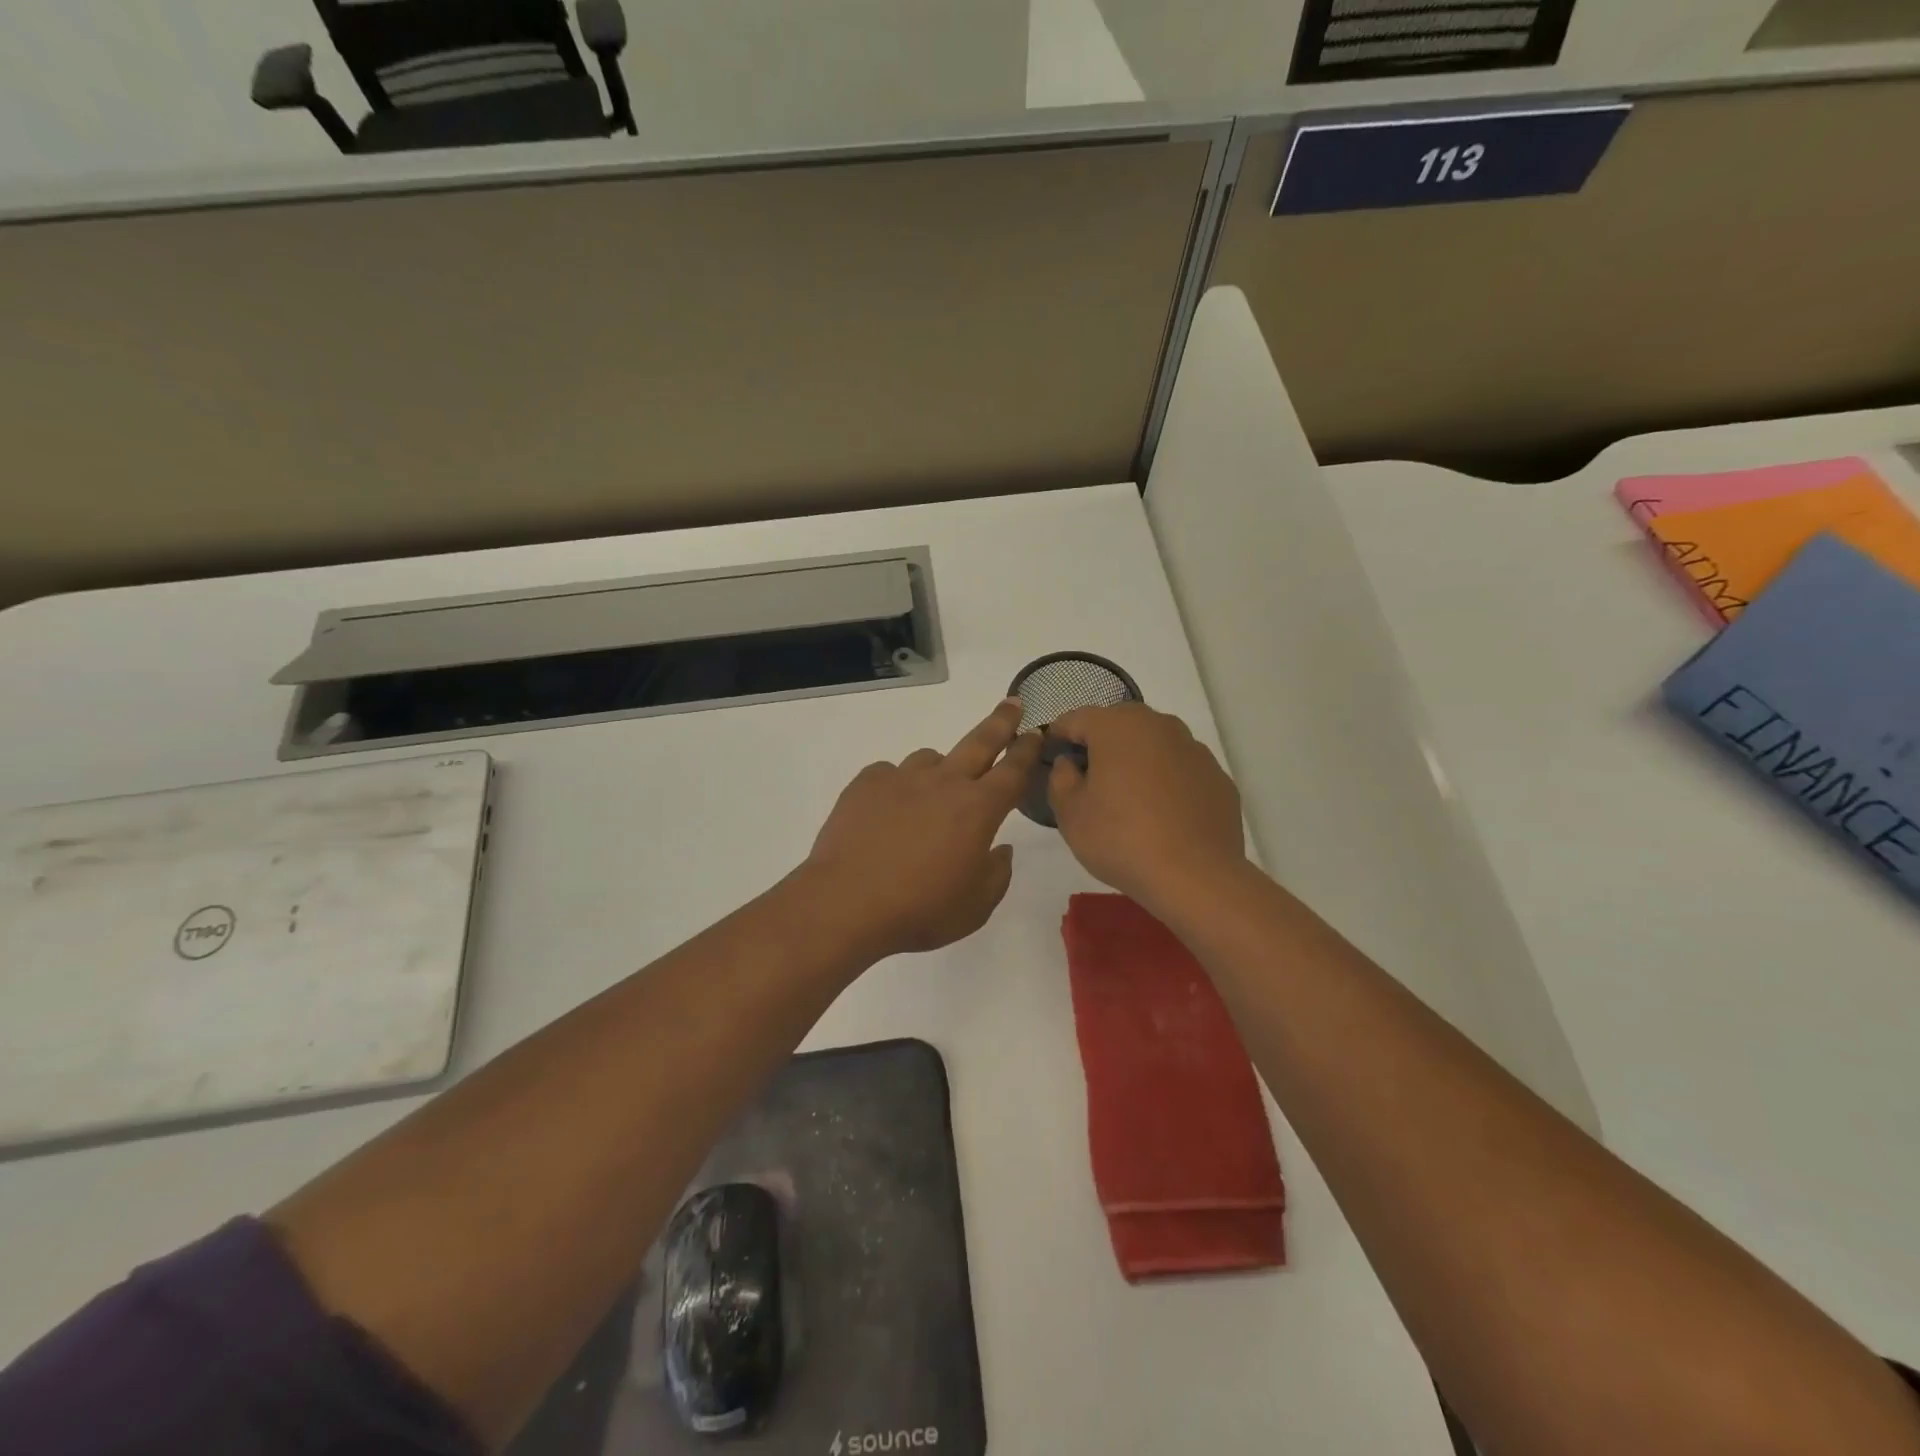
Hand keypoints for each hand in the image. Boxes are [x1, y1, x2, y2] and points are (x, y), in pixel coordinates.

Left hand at [805, 699, 1041, 959]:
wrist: (847, 903)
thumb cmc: (921, 910)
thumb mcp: (975, 907)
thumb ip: (997, 874)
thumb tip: (1000, 849)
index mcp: (978, 809)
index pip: (1013, 771)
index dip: (1027, 751)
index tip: (1036, 732)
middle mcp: (944, 783)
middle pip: (979, 742)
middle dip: (1001, 722)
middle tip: (1012, 703)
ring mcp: (902, 778)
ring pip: (930, 758)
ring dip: (940, 769)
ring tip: (931, 795)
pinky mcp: (867, 783)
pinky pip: (890, 773)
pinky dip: (897, 786)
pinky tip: (887, 812)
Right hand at [1047, 703, 1245, 909]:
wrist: (1195, 876)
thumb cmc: (1121, 839)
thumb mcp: (1070, 813)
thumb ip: (1060, 778)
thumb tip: (1070, 763)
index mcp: (1117, 726)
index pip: (1076, 718)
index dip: (1059, 736)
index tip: (1051, 759)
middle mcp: (1159, 725)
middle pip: (1119, 725)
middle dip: (1100, 745)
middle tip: (1088, 780)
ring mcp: (1194, 749)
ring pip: (1153, 745)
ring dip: (1136, 761)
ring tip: (1128, 799)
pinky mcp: (1217, 777)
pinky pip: (1181, 770)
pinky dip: (1167, 782)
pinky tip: (1162, 815)